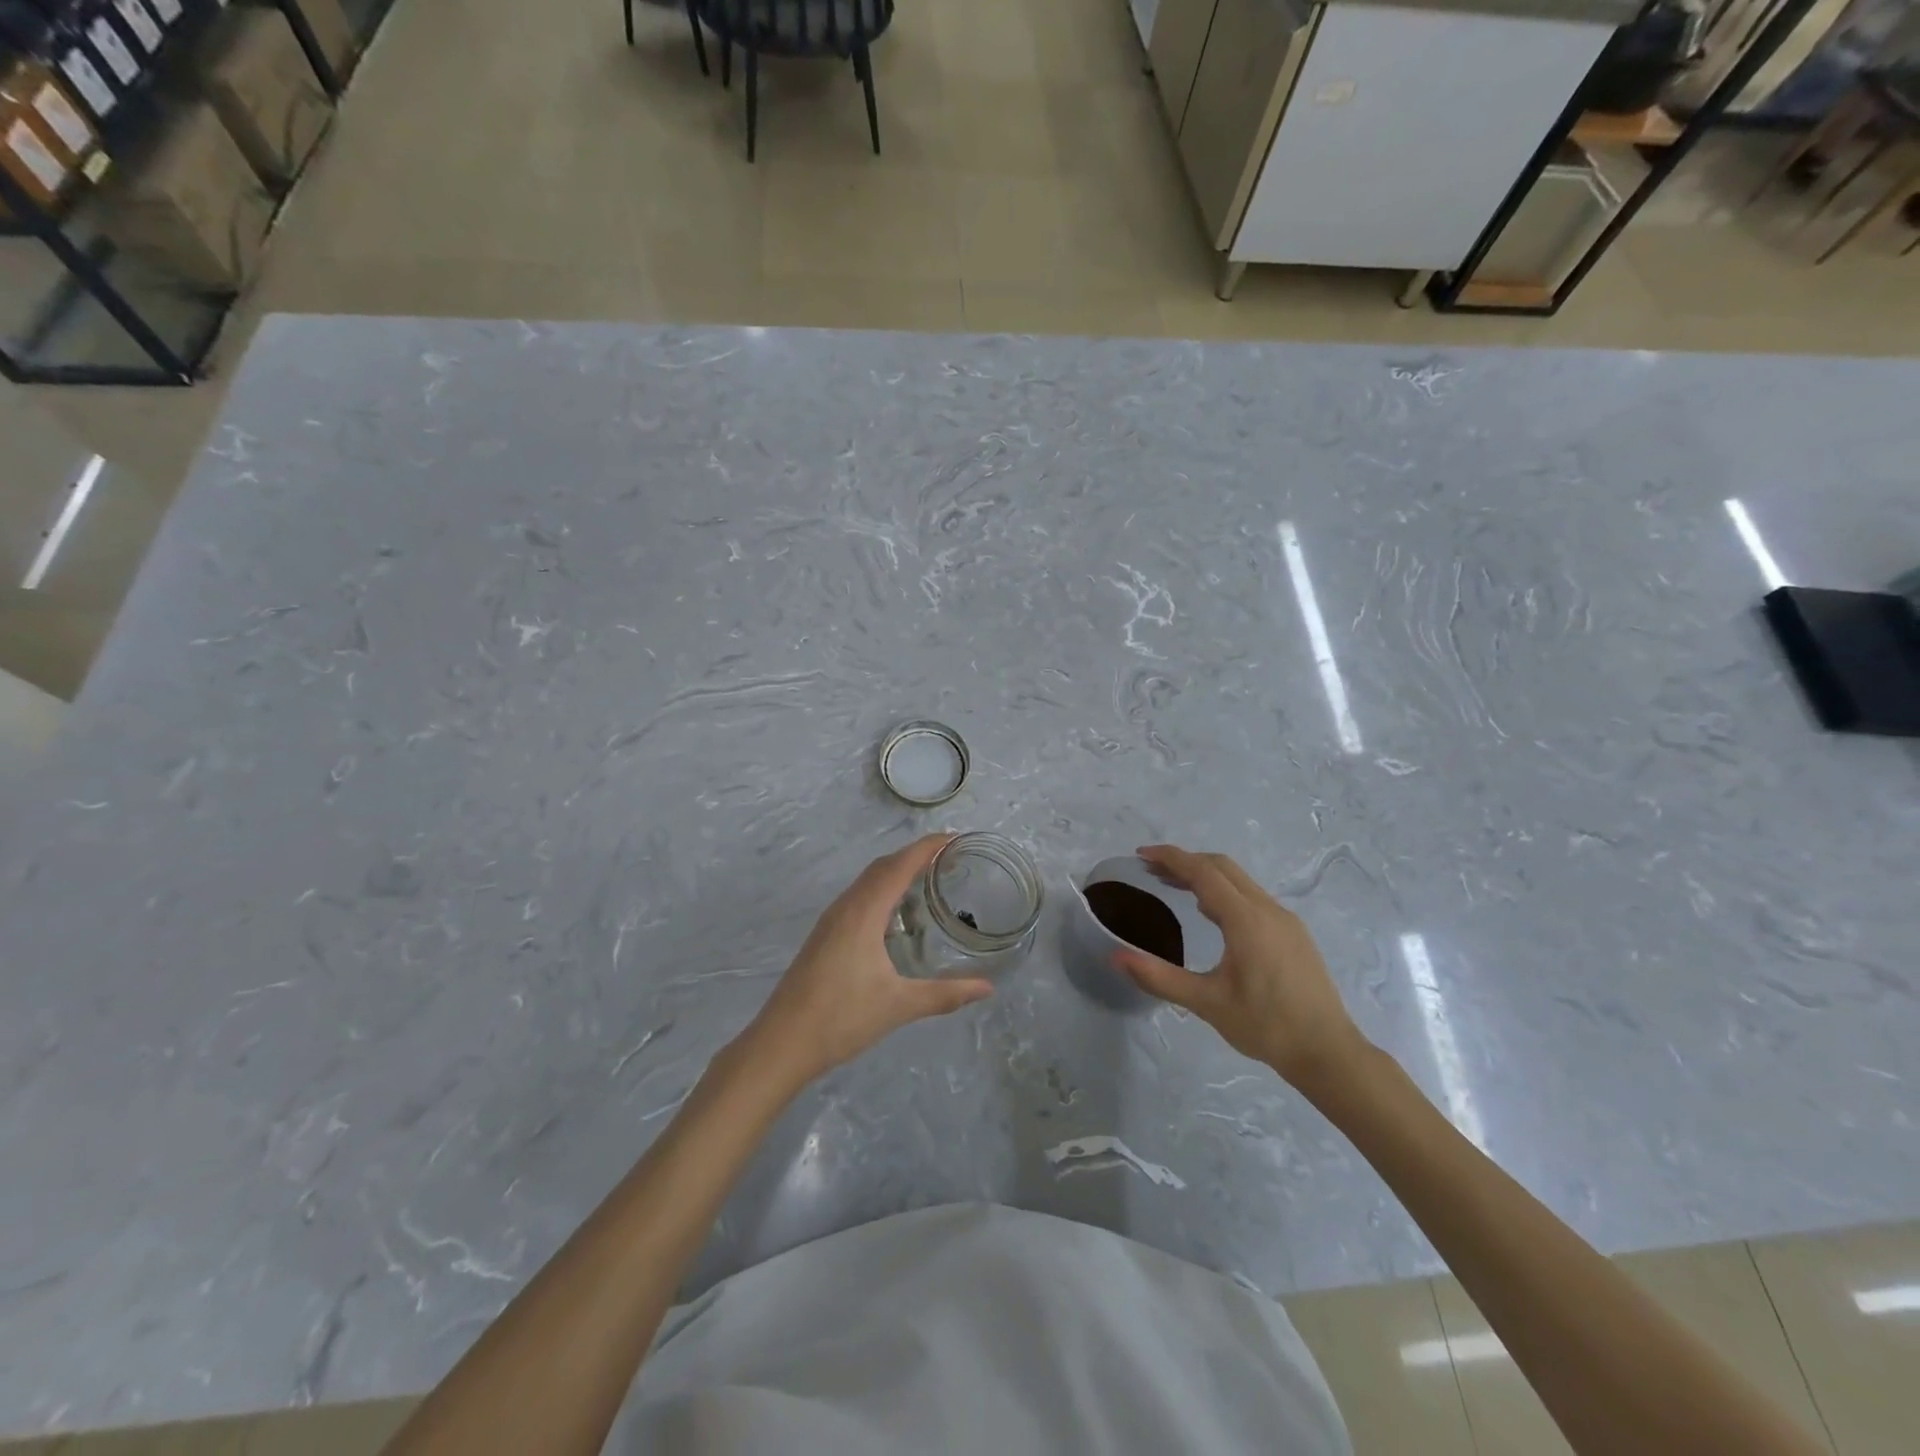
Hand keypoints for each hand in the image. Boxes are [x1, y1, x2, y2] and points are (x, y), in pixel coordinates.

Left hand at [743, 835, 993, 1088]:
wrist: (782, 1043)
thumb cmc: (841, 1018)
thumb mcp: (899, 1006)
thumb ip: (945, 994)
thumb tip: (987, 988)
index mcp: (864, 912)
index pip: (900, 865)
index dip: (927, 847)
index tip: (956, 839)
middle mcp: (846, 907)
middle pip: (883, 866)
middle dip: (915, 855)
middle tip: (950, 860)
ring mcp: (831, 920)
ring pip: (867, 881)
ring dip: (897, 871)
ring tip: (929, 880)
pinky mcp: (825, 935)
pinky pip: (858, 897)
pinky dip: (882, 890)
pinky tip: (896, 915)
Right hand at [1115, 844, 1367, 1091]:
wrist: (1328, 1053)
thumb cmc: (1266, 1026)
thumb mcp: (1206, 1003)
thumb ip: (1159, 977)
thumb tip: (1115, 957)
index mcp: (1246, 920)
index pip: (1203, 872)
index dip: (1171, 858)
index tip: (1141, 855)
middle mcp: (1268, 910)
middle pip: (1222, 867)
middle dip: (1186, 862)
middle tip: (1152, 870)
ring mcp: (1285, 921)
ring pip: (1240, 881)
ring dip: (1206, 876)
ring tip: (1174, 887)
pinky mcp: (1293, 934)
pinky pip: (1253, 898)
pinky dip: (1224, 892)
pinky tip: (1212, 916)